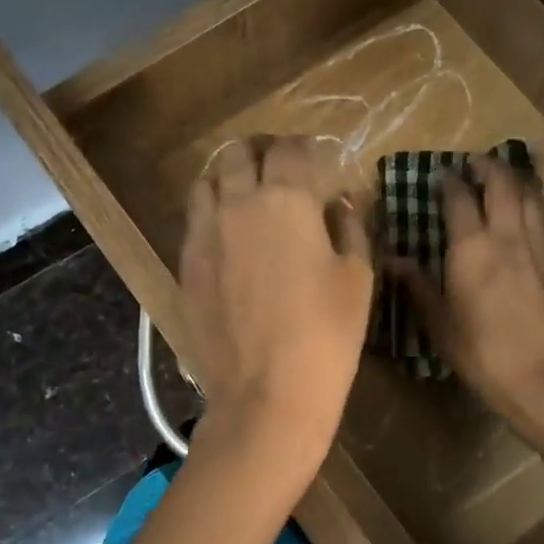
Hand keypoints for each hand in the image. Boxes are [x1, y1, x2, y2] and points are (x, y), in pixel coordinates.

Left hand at [180, 136, 372, 463]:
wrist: (267, 394)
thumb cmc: (326, 335)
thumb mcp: (357, 277)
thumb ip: (350, 228)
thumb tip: (340, 204)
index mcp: (286, 200)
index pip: (291, 149)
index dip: (306, 148)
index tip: (317, 161)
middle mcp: (238, 203)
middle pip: (239, 153)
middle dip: (262, 152)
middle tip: (281, 170)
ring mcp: (204, 234)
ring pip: (207, 181)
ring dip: (229, 178)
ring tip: (248, 197)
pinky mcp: (186, 264)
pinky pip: (194, 220)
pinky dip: (212, 213)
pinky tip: (230, 237)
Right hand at [390, 156, 543, 428]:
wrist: (543, 377)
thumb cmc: (482, 353)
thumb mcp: (440, 323)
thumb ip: (419, 286)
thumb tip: (393, 260)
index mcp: (471, 248)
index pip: (459, 199)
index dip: (450, 182)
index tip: (442, 175)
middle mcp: (506, 236)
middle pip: (501, 184)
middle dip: (488, 167)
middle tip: (475, 164)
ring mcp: (537, 247)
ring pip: (530, 197)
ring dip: (516, 181)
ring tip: (504, 178)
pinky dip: (534, 207)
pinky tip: (529, 213)